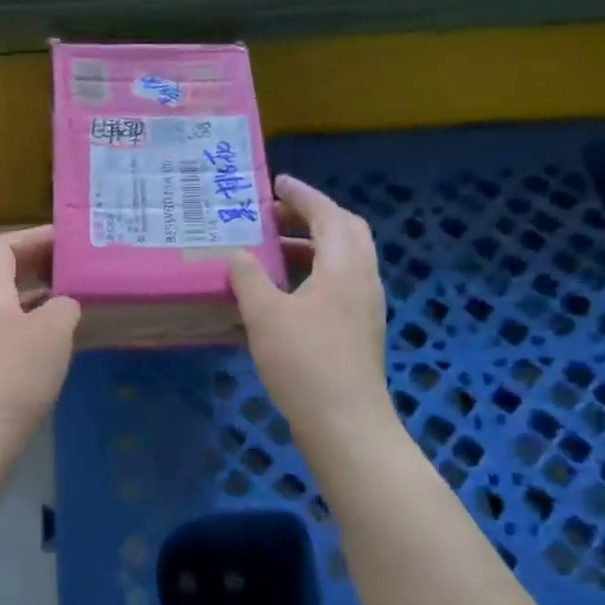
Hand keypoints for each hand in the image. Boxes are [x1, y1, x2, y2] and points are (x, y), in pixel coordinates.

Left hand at [0, 226, 80, 443]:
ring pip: (11, 306)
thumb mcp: (53, 330)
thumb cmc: (15, 373)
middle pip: (5, 274)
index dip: (34, 237)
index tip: (67, 241)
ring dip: (41, 298)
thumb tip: (65, 304)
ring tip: (76, 303)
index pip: (3, 246)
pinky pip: (12, 333)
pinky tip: (61, 345)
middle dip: (41, 266)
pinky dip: (37, 327)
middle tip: (76, 268)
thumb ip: (65, 305)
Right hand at [229, 175, 394, 446]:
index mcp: (344, 266)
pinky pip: (340, 285)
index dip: (302, 195)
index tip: (277, 183)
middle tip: (277, 215)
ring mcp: (365, 307)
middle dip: (312, 217)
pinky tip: (284, 294)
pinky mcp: (360, 331)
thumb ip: (249, 278)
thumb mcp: (265, 314)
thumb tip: (238, 254)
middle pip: (345, 232)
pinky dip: (314, 274)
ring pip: (344, 260)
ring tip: (272, 252)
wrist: (344, 422)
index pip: (327, 214)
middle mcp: (362, 279)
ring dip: (311, 247)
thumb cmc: (304, 361)